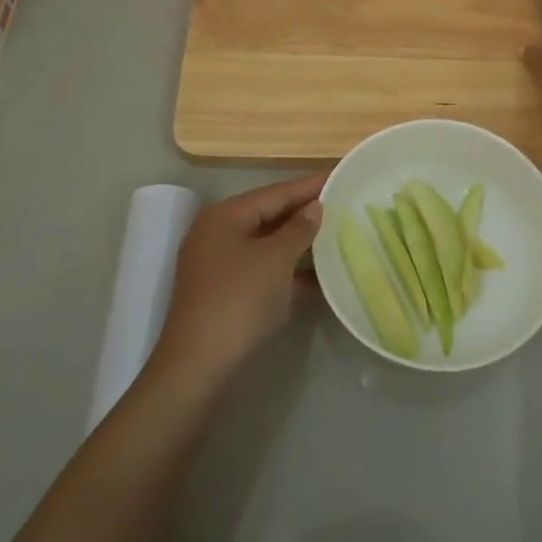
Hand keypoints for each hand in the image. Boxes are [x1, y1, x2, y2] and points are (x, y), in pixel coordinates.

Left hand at [157, 173, 324, 379]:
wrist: (199, 364)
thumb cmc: (239, 300)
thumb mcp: (276, 259)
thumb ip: (299, 229)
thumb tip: (314, 207)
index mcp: (225, 216)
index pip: (275, 192)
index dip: (308, 186)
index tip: (338, 176)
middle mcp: (217, 233)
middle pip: (268, 215)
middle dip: (304, 214)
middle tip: (342, 205)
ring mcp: (218, 265)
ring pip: (267, 245)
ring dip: (299, 244)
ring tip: (336, 237)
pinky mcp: (224, 293)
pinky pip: (262, 270)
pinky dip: (287, 271)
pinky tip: (318, 278)